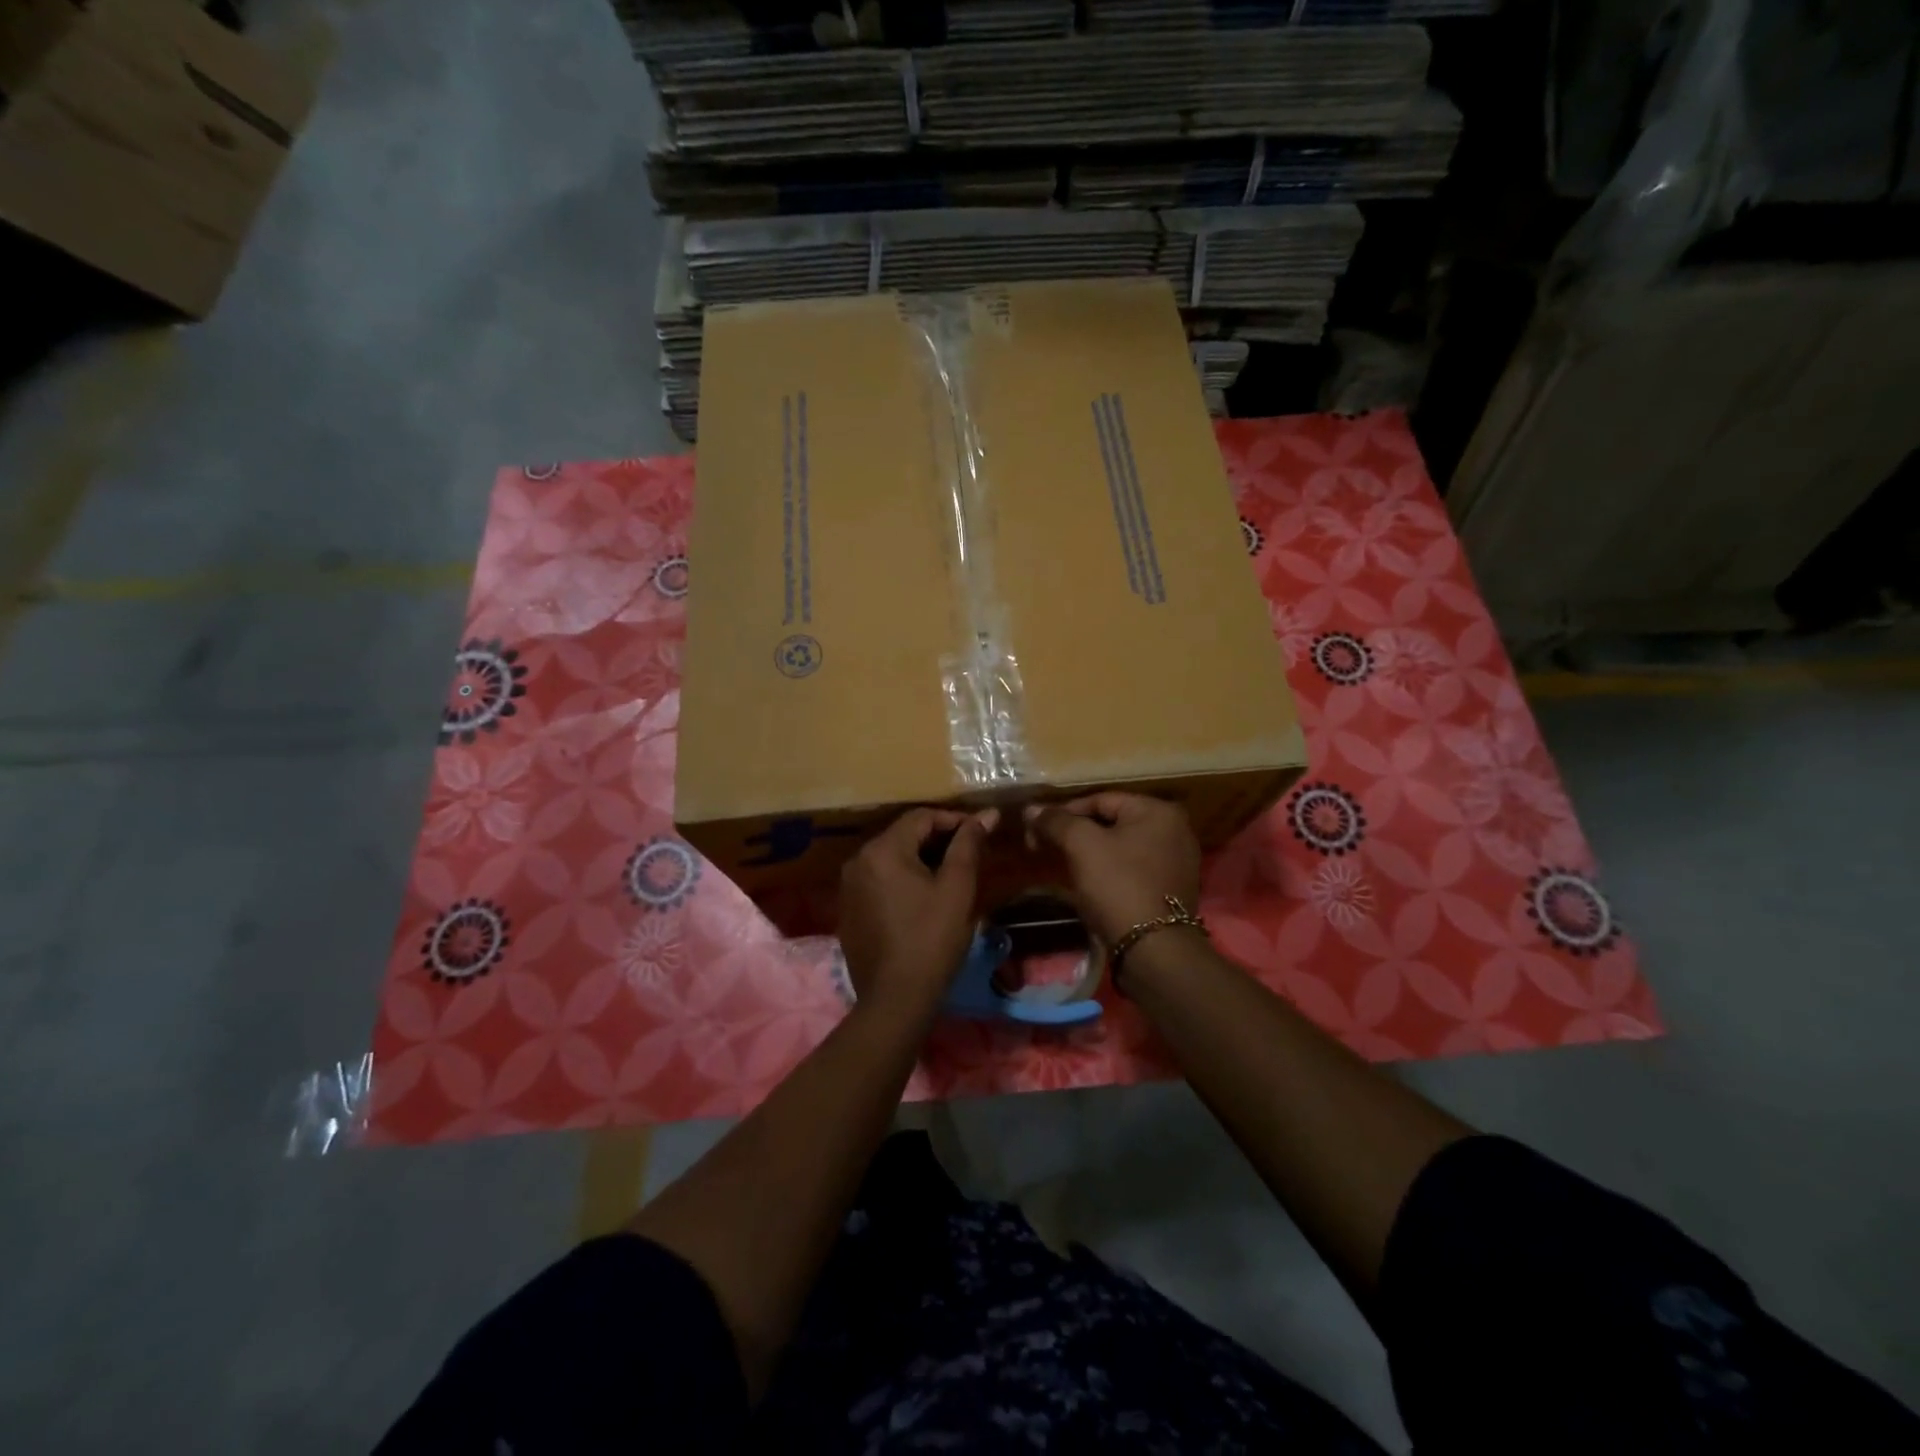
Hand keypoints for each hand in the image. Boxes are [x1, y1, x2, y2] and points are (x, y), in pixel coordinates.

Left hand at [839, 807, 998, 1021]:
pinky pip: (879, 880)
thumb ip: (969, 845)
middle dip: (938, 840)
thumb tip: (987, 814)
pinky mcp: (848, 909)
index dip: (954, 820)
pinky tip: (923, 898)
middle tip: (969, 855)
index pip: (921, 817)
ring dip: (920, 859)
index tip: (981, 834)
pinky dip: (902, 879)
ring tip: (950, 876)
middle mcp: (858, 860)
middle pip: (903, 835)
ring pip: (891, 858)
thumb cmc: (932, 939)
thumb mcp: (957, 888)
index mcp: (883, 850)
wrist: (896, 999)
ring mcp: (849, 886)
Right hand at [1022, 793, 1200, 945]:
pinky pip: (1132, 868)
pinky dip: (1109, 870)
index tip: (1036, 830)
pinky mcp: (1171, 888)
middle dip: (1075, 833)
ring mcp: (1177, 861)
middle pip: (1111, 822)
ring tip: (1063, 865)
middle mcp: (1175, 830)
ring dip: (1090, 852)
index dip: (1063, 812)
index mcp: (1158, 811)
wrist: (1153, 950)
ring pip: (1121, 846)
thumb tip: (1032, 809)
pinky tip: (1090, 883)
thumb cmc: (1118, 886)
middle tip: (1045, 847)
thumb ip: (1056, 821)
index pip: (1100, 799)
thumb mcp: (1082, 846)